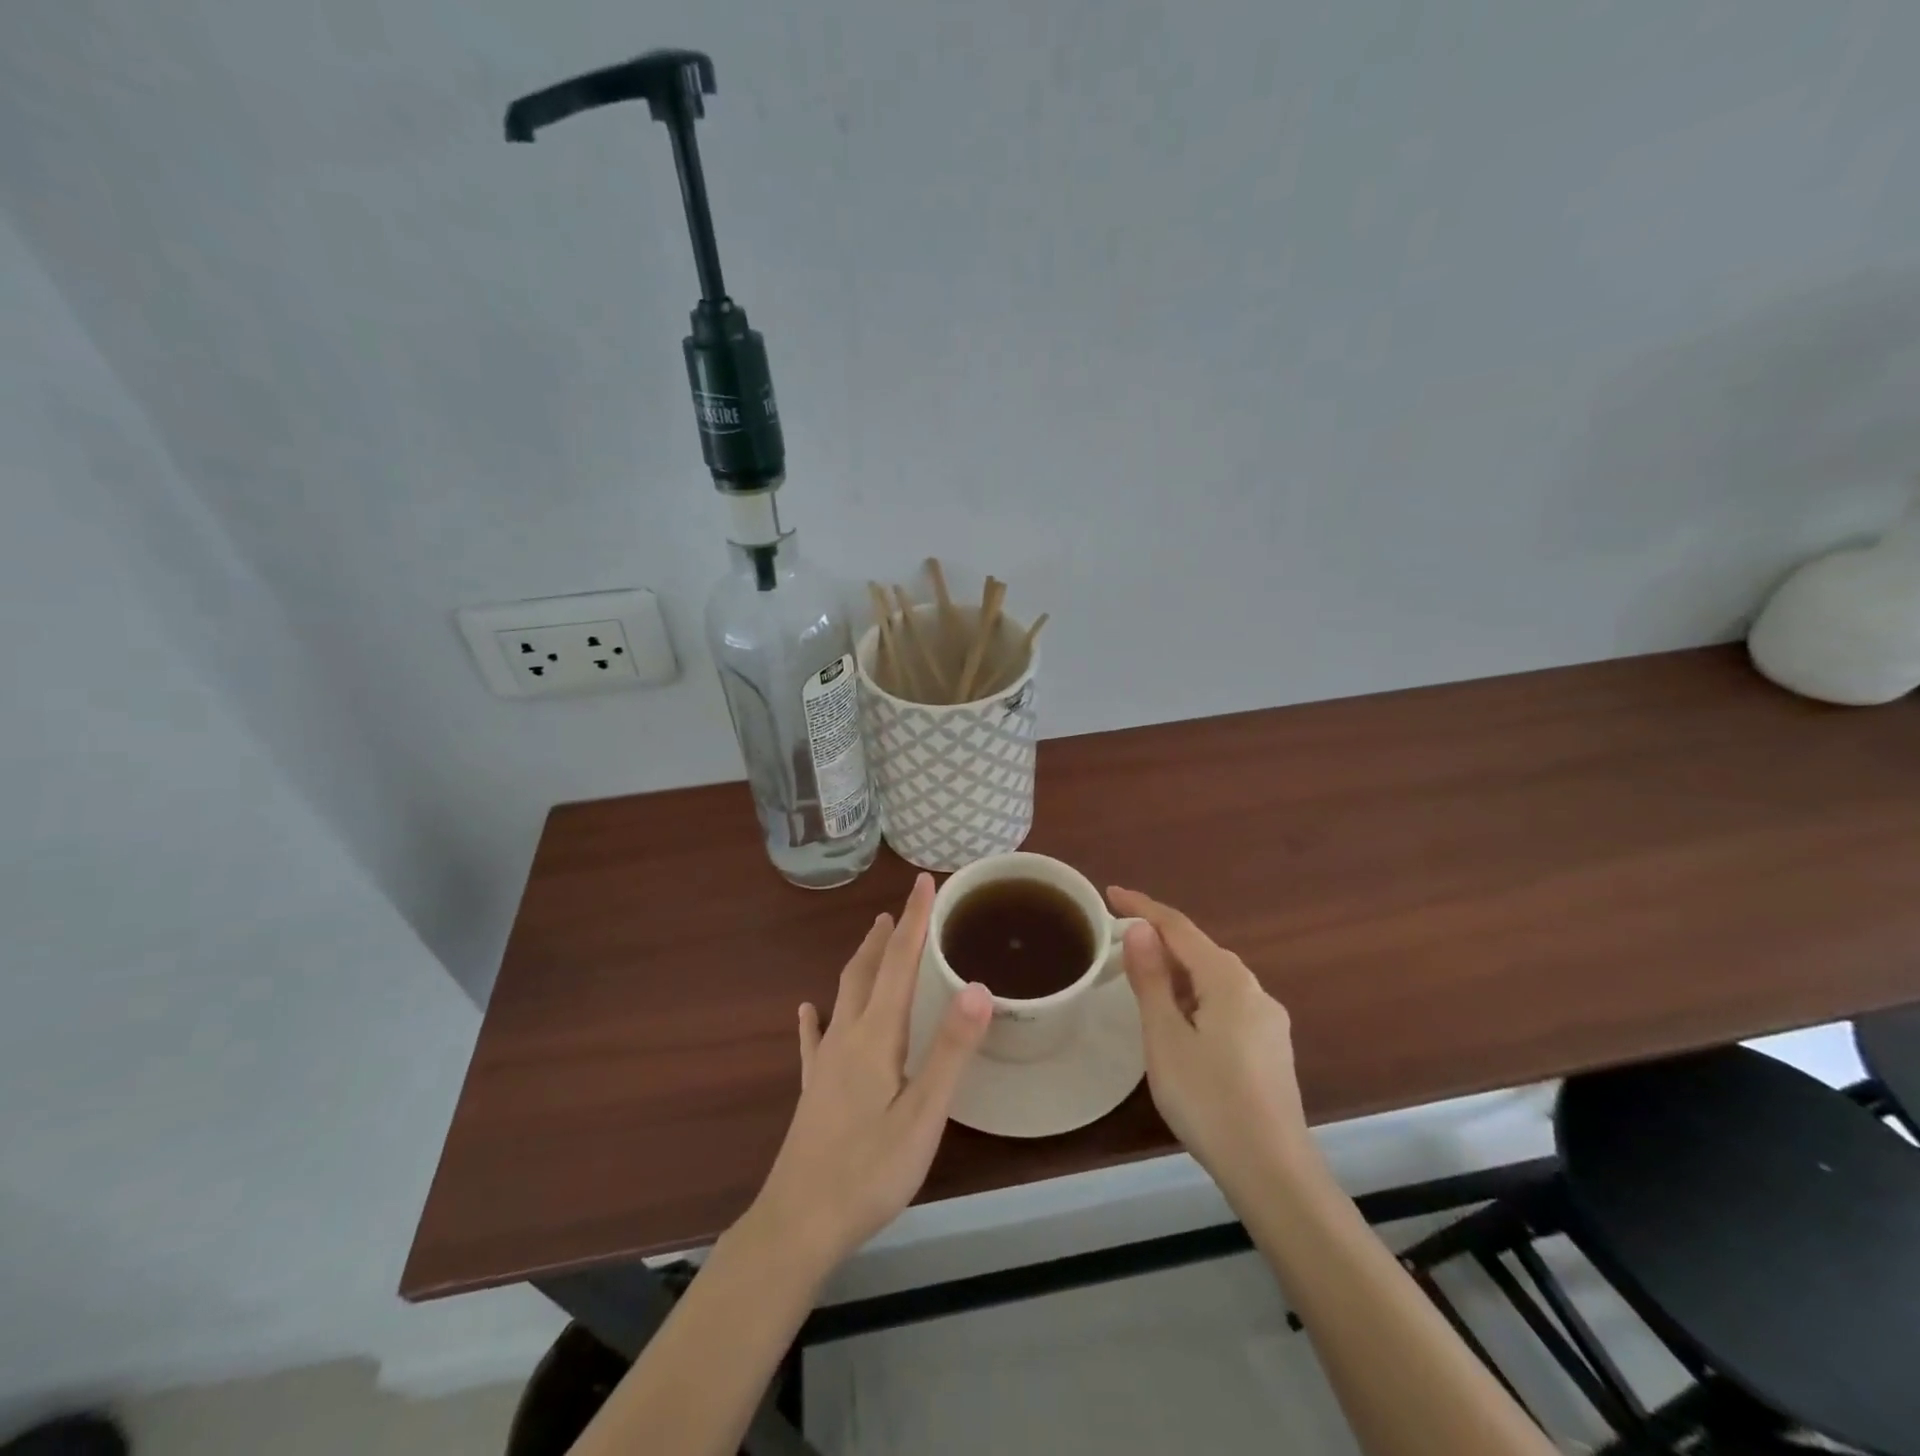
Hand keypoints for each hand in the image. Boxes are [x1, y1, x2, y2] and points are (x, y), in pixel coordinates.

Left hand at [749, 873, 991, 1272]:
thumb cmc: (869, 1171)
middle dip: (888, 934)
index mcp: (876, 1036)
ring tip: (875, 938)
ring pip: (844, 994)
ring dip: (863, 961)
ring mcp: (825, 1063)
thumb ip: (950, 1051)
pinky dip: (817, 1016)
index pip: (900, 963)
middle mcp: (847, 1037)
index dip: (914, 921)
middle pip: (868, 970)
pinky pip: (815, 1038)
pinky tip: (808, 1009)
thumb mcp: (922, 1115)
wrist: (798, 1224)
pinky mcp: (814, 1089)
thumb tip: (977, 987)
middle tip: (903, 904)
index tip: (925, 882)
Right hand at [1108, 886, 1312, 1200]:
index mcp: (1228, 980)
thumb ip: (1152, 979)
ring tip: (1144, 979)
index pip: (1179, 927)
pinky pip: (1227, 1003)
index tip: (1111, 893)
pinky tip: (1182, 1021)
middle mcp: (1254, 990)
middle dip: (1161, 939)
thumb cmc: (1209, 1100)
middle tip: (1120, 940)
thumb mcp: (1166, 1037)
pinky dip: (1197, 996)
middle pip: (1200, 950)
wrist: (1273, 1172)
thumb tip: (1139, 929)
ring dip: (1179, 970)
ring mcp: (1269, 1021)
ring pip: (1215, 978)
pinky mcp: (1271, 1048)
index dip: (1143, 907)